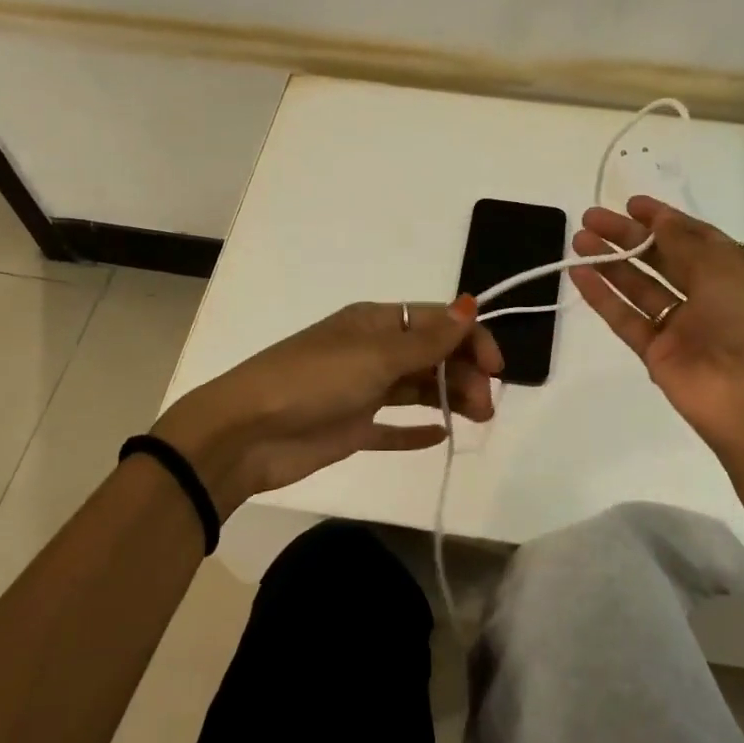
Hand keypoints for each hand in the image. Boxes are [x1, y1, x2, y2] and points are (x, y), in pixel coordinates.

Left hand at [151, 298, 502, 511]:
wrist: (247, 434)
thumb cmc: (313, 382)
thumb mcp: (375, 355)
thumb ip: (427, 339)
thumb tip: (470, 305)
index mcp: (375, 323)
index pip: (436, 321)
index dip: (470, 339)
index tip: (496, 368)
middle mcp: (371, 351)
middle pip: (431, 356)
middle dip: (464, 374)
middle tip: (485, 407)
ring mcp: (361, 390)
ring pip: (417, 389)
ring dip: (449, 398)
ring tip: (477, 419)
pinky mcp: (352, 428)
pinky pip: (392, 427)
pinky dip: (416, 430)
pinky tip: (441, 437)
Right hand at [570, 196, 743, 465]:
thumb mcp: (725, 267)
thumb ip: (684, 240)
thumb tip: (659, 218)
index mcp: (738, 272)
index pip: (695, 237)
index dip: (662, 219)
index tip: (629, 204)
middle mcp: (711, 296)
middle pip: (662, 259)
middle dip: (628, 237)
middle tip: (591, 218)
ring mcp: (683, 328)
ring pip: (640, 288)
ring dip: (611, 263)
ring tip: (578, 240)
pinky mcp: (658, 355)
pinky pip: (626, 320)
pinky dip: (603, 298)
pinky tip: (579, 275)